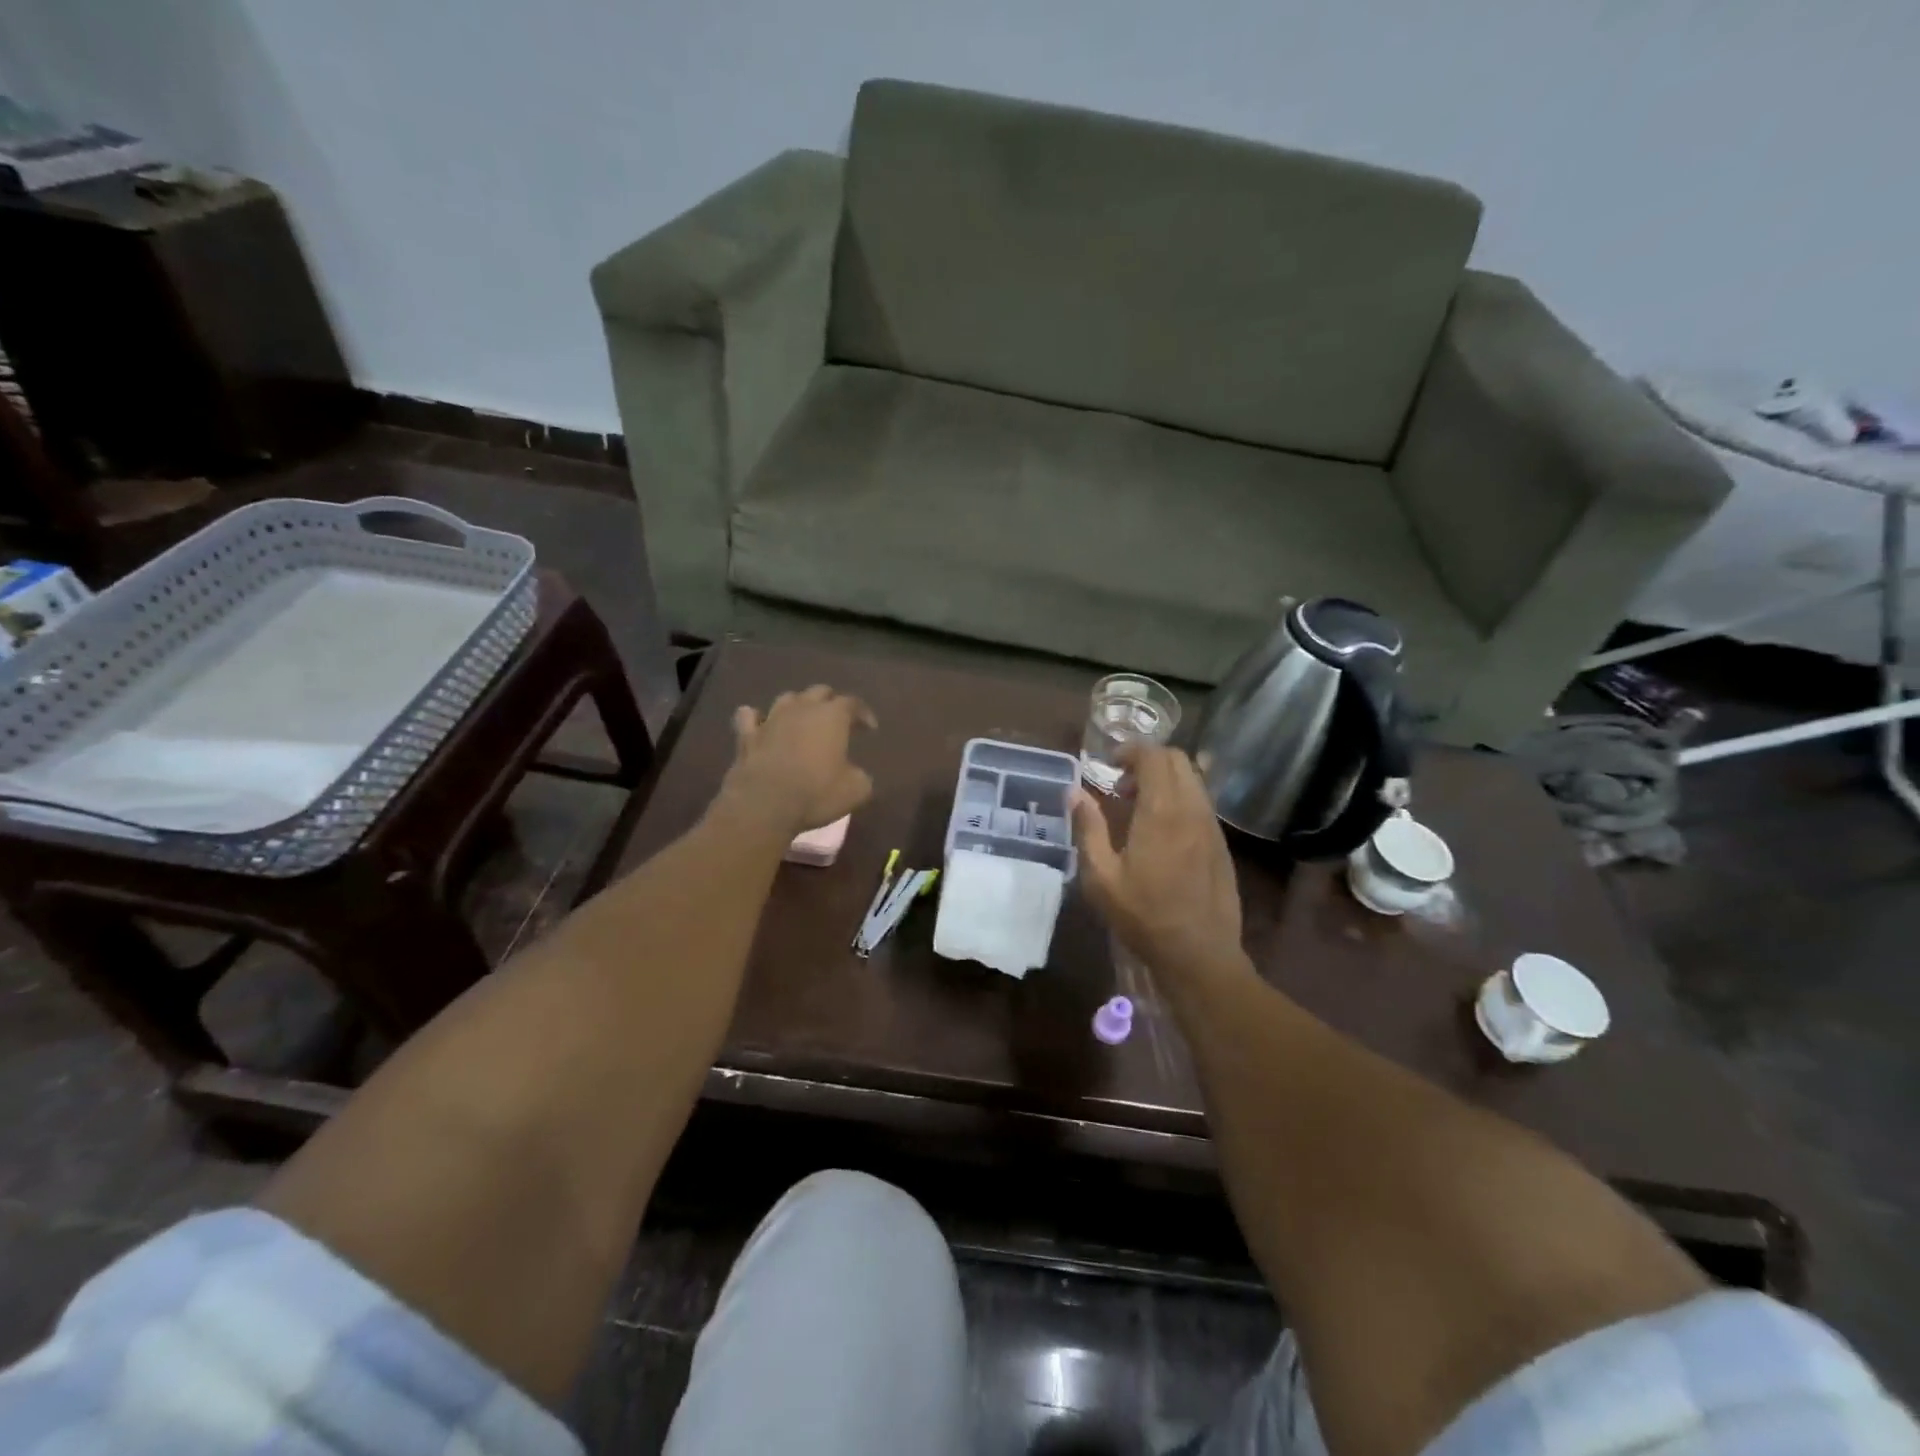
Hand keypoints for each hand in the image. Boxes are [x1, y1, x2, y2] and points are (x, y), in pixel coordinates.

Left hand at [716, 685, 876, 836]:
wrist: (765, 804)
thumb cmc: (817, 792)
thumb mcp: (856, 790)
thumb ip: (860, 776)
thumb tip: (857, 774)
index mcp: (833, 716)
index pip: (853, 703)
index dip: (863, 713)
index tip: (870, 728)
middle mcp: (802, 709)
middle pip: (820, 691)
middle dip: (831, 702)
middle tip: (838, 720)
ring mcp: (771, 719)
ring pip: (787, 698)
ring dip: (798, 705)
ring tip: (803, 718)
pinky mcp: (747, 736)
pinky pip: (748, 717)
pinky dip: (755, 718)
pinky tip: (759, 722)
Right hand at [1071, 745, 1246, 981]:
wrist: (1199, 953)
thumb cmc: (1143, 916)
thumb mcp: (1101, 877)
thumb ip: (1088, 828)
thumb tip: (1074, 792)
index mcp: (1161, 812)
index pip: (1154, 756)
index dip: (1130, 750)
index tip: (1108, 764)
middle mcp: (1192, 809)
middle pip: (1178, 759)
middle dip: (1148, 760)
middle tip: (1121, 786)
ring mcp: (1211, 825)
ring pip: (1193, 779)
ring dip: (1165, 779)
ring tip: (1139, 807)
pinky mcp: (1221, 843)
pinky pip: (1201, 802)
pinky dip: (1180, 798)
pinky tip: (1162, 830)